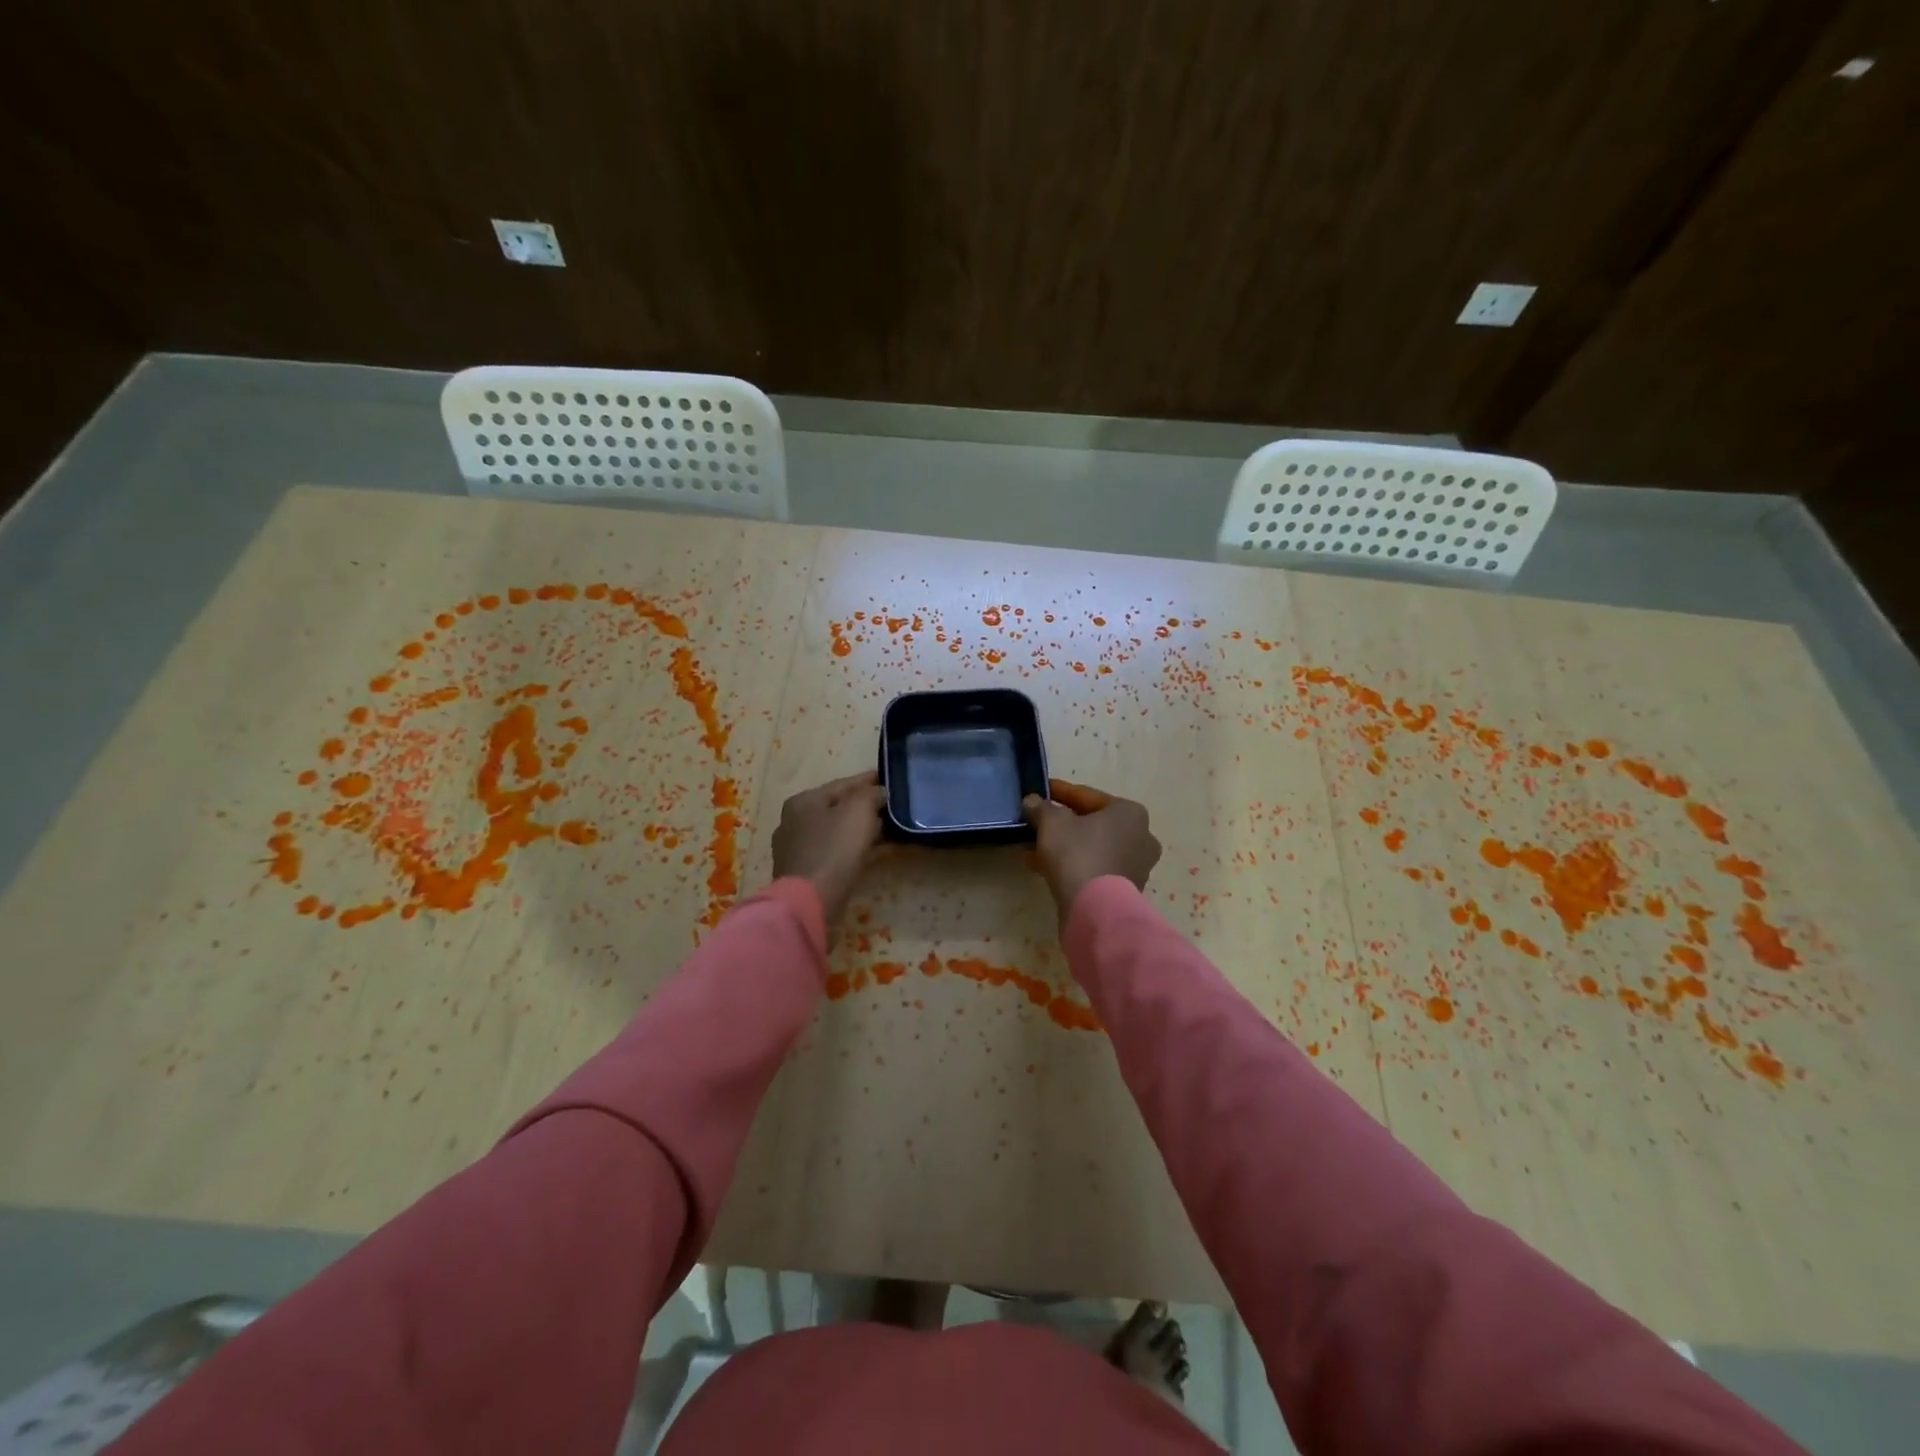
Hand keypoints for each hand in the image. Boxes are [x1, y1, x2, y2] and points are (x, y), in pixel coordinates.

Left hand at [771, 771, 888, 926]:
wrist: (810, 902)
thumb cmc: (834, 849)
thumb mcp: (858, 811)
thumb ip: (870, 794)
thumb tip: (879, 793)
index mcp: (803, 801)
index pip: (841, 784)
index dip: (867, 781)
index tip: (888, 779)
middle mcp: (794, 822)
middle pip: (838, 809)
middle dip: (865, 807)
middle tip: (892, 807)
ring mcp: (797, 850)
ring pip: (837, 833)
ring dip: (862, 831)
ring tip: (889, 830)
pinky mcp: (806, 874)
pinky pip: (836, 854)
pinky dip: (855, 851)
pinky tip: (876, 853)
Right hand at [1022, 777, 1160, 920]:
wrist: (1096, 910)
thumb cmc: (1078, 854)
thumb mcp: (1052, 823)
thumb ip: (1041, 808)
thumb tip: (1032, 801)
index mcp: (1130, 812)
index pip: (1088, 796)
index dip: (1060, 792)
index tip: (1042, 791)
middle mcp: (1141, 836)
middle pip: (1092, 824)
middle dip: (1062, 824)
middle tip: (1037, 823)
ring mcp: (1136, 866)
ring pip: (1092, 848)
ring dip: (1065, 847)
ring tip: (1033, 848)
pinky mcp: (1126, 890)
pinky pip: (1094, 868)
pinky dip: (1073, 865)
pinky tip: (1043, 867)